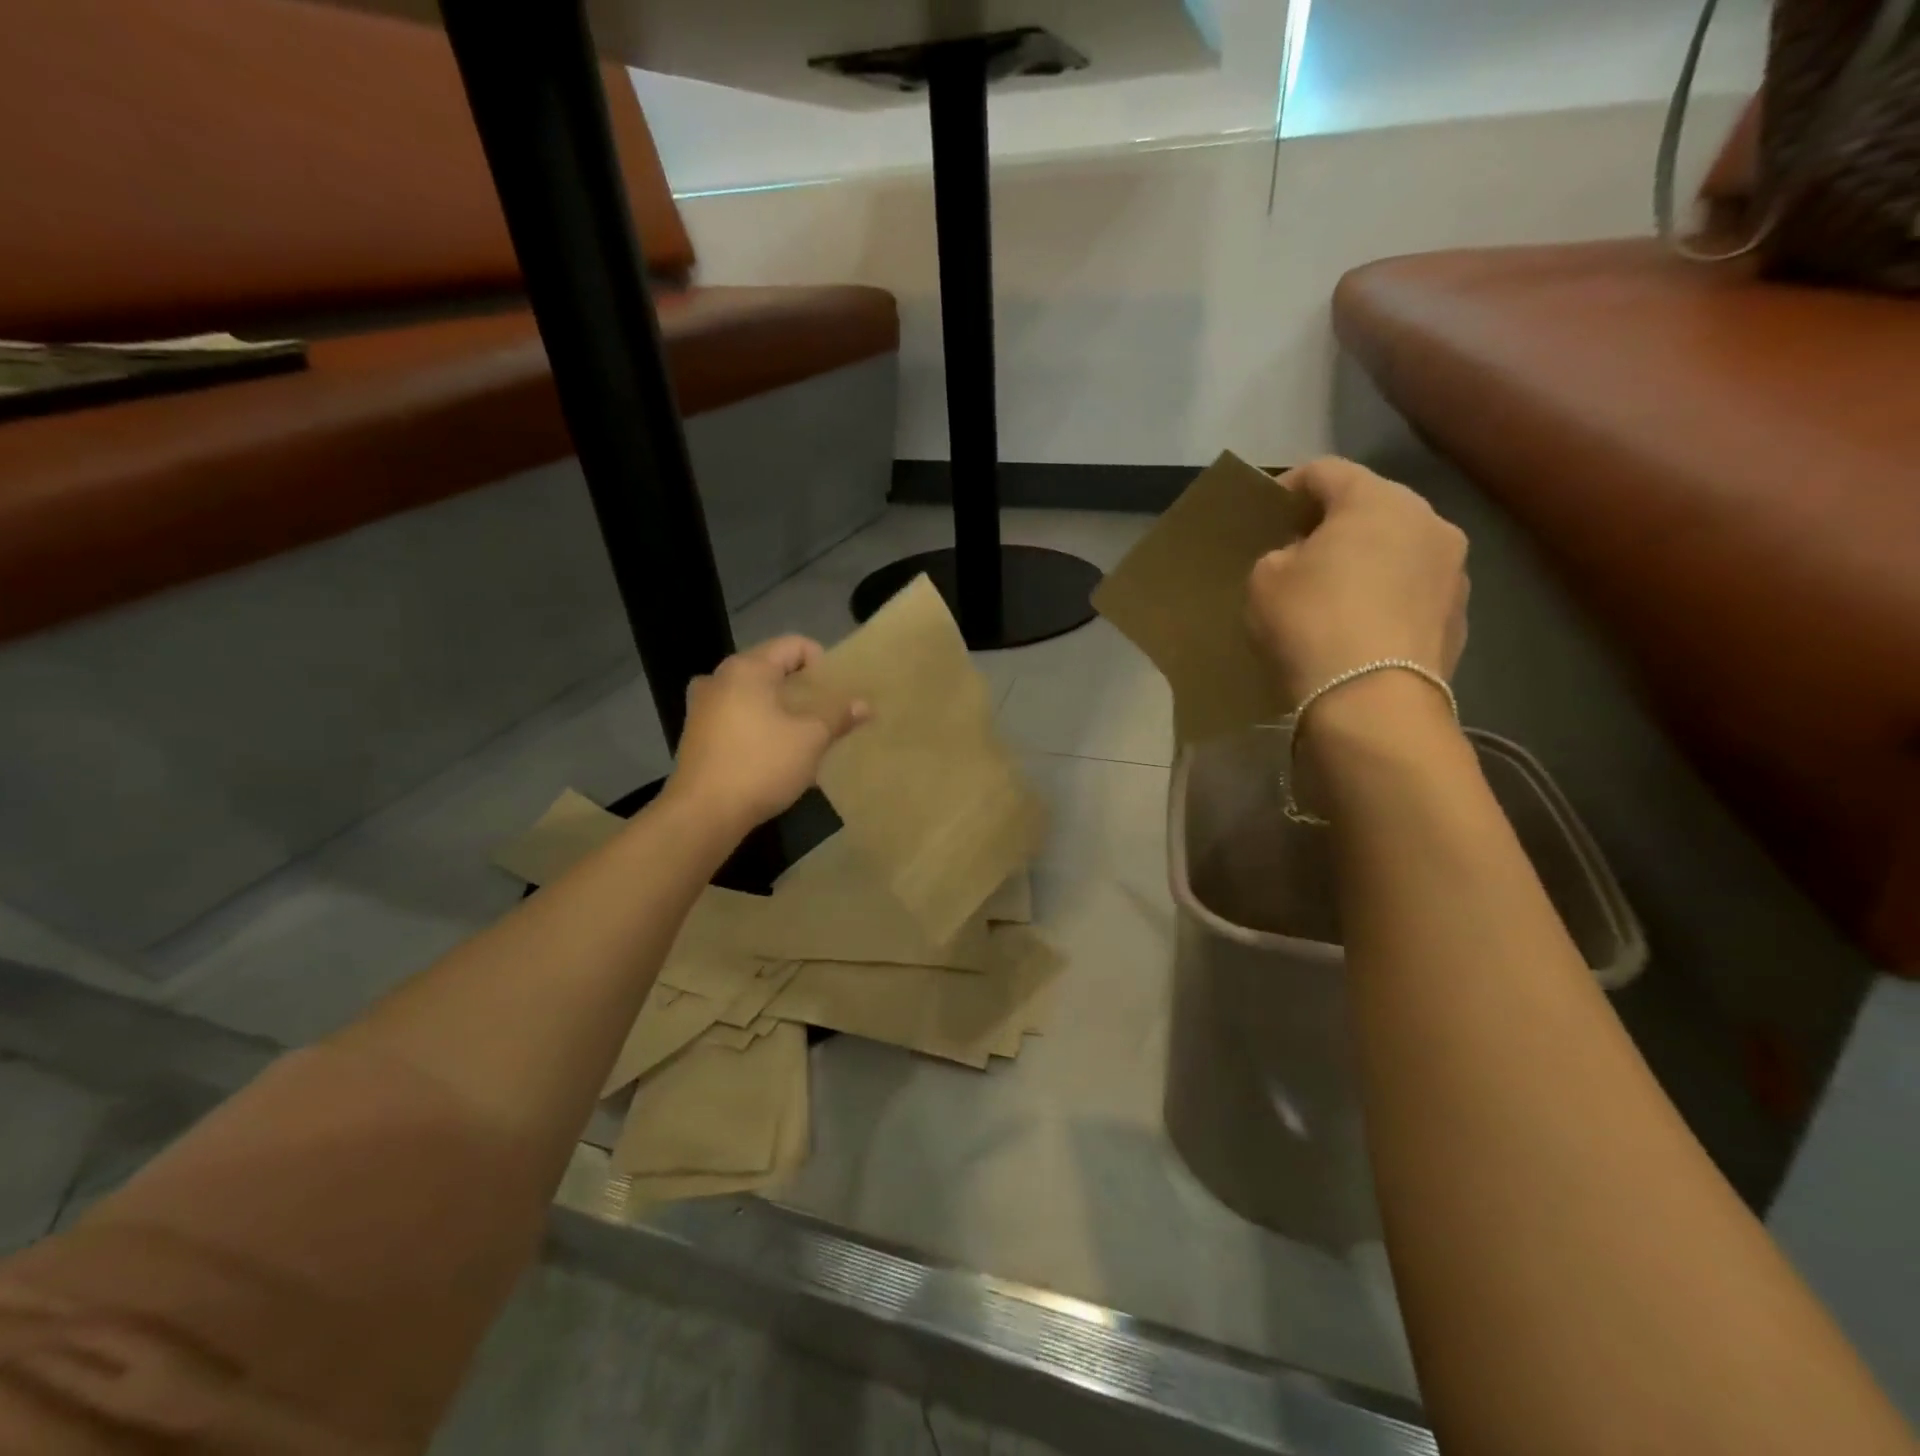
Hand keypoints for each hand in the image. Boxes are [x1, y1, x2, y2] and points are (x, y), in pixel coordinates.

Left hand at [666, 636, 867, 831]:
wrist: (703, 814)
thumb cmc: (761, 764)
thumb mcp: (810, 739)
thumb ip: (838, 716)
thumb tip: (864, 705)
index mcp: (747, 668)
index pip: (793, 645)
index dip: (822, 663)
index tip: (836, 693)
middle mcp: (719, 678)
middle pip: (771, 668)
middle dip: (801, 688)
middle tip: (825, 714)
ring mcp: (702, 707)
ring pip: (753, 695)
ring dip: (780, 709)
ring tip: (803, 735)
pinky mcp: (696, 735)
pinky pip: (736, 717)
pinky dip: (759, 726)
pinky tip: (774, 754)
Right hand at [1246, 457, 1468, 707]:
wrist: (1371, 700)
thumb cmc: (1310, 622)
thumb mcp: (1264, 580)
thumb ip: (1280, 555)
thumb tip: (1302, 558)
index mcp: (1376, 500)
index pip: (1325, 471)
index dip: (1289, 486)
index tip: (1267, 513)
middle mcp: (1428, 521)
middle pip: (1371, 507)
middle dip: (1333, 525)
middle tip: (1298, 553)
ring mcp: (1454, 571)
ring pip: (1399, 550)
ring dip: (1367, 562)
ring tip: (1333, 594)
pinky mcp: (1460, 617)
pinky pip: (1413, 593)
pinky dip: (1387, 600)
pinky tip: (1360, 630)